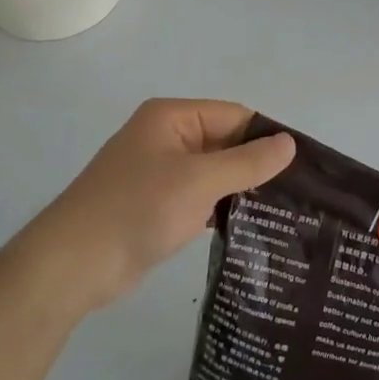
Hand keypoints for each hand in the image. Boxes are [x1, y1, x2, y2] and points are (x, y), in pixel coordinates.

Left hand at [23, 99, 295, 312]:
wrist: (73, 263)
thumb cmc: (138, 209)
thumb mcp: (199, 181)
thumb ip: (247, 162)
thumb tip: (289, 143)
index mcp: (172, 117)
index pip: (234, 115)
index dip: (267, 137)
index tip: (304, 168)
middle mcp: (165, 137)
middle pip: (224, 142)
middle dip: (256, 165)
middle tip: (301, 195)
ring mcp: (159, 172)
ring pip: (213, 173)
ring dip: (240, 190)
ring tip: (285, 213)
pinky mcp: (155, 204)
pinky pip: (198, 197)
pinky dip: (220, 208)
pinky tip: (250, 227)